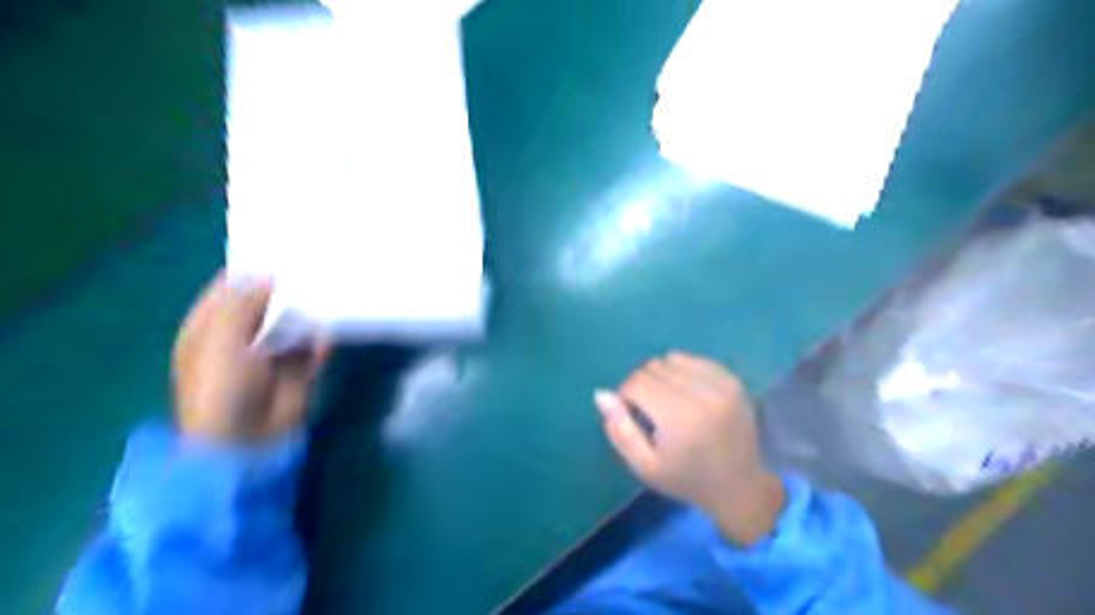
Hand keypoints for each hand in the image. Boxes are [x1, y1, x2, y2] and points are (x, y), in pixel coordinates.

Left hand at [174, 275, 326, 442]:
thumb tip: (269, 276)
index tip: (283, 252)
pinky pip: (313, 344)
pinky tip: (331, 328)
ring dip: (309, 311)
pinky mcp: (298, 368)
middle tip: (317, 266)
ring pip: (294, 321)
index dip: (253, 270)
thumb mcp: (219, 340)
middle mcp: (241, 335)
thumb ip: (242, 303)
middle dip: (288, 288)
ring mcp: (272, 352)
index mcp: (210, 327)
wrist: (246, 441)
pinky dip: (322, 338)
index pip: (230, 288)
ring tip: (332, 289)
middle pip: (267, 303)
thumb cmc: (220, 389)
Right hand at [597, 353, 788, 543]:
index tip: (630, 414)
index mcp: (679, 418)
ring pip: (673, 359)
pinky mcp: (733, 381)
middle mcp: (702, 395)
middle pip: (654, 368)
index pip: (636, 383)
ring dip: (662, 375)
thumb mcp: (645, 467)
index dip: (625, 396)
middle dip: (642, 384)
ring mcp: (722, 385)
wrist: (739, 487)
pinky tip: (685, 392)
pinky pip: (695, 359)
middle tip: (649, 410)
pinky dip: (683, 370)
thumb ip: (620, 430)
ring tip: (667, 401)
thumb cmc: (687, 479)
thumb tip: (601, 394)